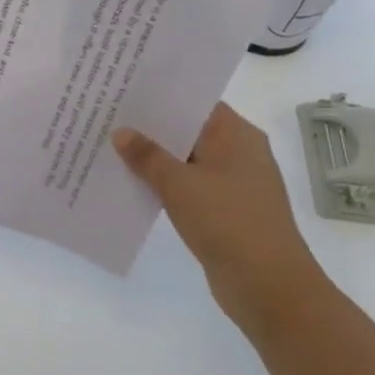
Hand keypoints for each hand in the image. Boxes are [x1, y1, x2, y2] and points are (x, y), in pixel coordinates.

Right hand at [113, 103, 329, 330]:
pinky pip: (187, 186)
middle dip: (151, 127)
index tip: (124, 89)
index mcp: (237, 135)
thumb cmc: (228, 222)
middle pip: (189, 130)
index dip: (161, 95)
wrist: (267, 286)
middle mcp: (238, 153)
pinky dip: (163, 184)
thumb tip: (121, 132)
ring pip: (185, 160)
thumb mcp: (180, 184)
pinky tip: (131, 183)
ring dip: (154, 158)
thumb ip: (148, 156)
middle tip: (107, 116)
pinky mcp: (223, 210)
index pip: (195, 102)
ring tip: (110, 148)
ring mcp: (232, 183)